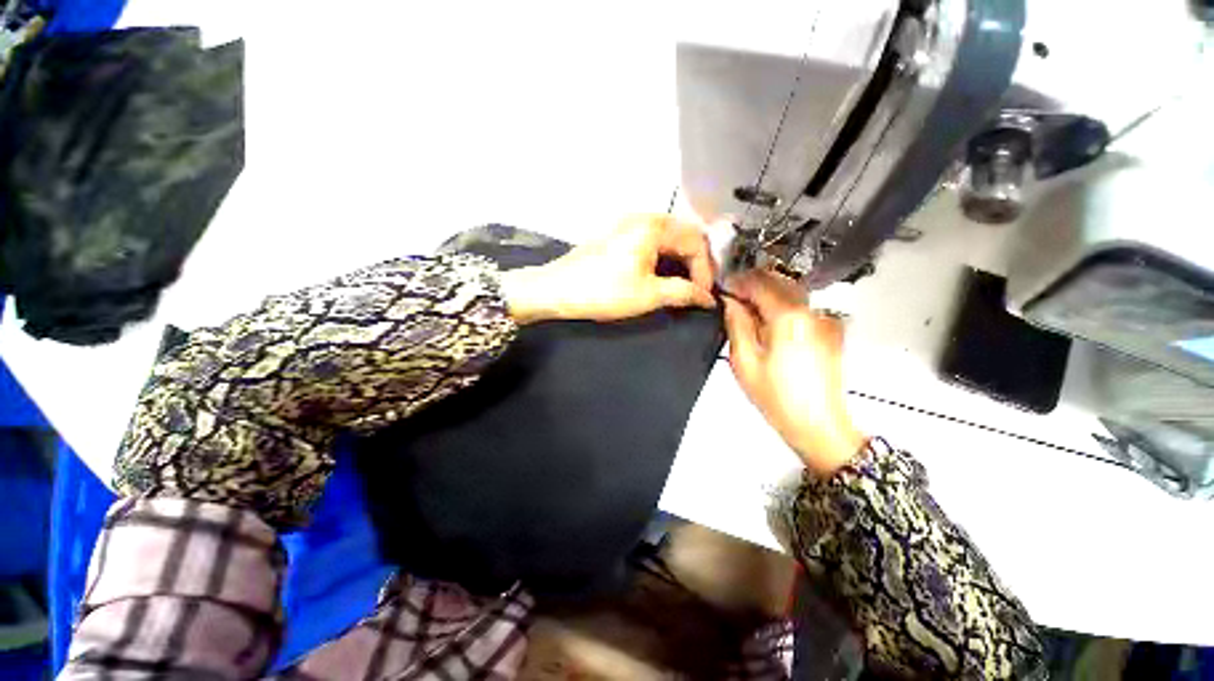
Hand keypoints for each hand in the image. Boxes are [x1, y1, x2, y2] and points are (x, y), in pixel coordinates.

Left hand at [500, 214, 715, 322]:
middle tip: (697, 290)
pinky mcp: (617, 237)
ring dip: (679, 262)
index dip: (705, 270)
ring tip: (682, 286)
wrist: (556, 291)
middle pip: (683, 236)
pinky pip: (651, 243)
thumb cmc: (602, 291)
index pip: (696, 242)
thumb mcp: (648, 295)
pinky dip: (662, 259)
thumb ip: (683, 293)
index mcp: (653, 227)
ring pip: (667, 240)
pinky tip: (661, 277)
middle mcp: (642, 218)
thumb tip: (706, 298)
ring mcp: (627, 226)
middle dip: (695, 264)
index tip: (703, 295)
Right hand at [722, 270, 865, 477]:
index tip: (722, 288)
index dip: (737, 282)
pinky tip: (768, 322)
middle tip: (732, 297)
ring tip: (747, 309)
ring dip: (767, 294)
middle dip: (752, 284)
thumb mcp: (744, 361)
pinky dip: (781, 305)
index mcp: (788, 317)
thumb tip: (730, 302)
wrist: (819, 425)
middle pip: (778, 281)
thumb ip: (736, 324)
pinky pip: (801, 307)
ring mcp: (824, 320)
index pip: (759, 283)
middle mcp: (811, 312)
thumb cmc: (777, 398)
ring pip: (791, 292)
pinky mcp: (830, 331)